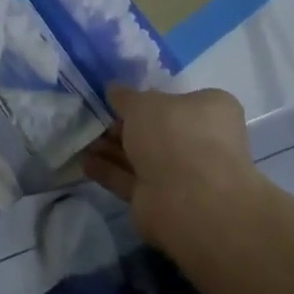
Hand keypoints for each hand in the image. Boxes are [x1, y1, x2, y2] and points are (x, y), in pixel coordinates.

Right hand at [84, 85, 263, 253]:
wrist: (187, 200)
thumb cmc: (174, 134)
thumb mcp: (143, 103)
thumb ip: (126, 97)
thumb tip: (115, 91)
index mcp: (210, 111)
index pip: (177, 100)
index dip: (147, 98)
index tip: (118, 99)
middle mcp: (200, 142)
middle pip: (156, 130)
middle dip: (124, 126)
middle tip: (95, 120)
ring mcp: (182, 175)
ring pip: (142, 157)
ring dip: (113, 149)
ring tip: (83, 141)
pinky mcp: (161, 202)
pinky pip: (131, 181)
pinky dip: (110, 172)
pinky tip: (85, 163)